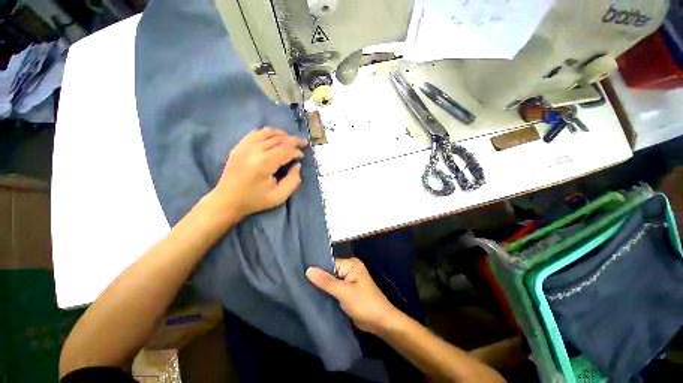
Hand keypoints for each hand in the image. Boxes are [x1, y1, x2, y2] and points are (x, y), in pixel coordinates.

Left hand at [209, 127, 307, 220]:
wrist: (227, 201)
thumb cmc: (255, 200)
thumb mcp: (280, 196)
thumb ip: (293, 180)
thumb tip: (297, 165)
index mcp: (264, 163)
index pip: (286, 149)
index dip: (297, 150)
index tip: (303, 156)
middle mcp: (254, 150)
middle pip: (278, 138)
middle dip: (293, 140)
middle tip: (302, 144)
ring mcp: (244, 146)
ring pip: (267, 132)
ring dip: (282, 134)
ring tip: (290, 139)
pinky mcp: (238, 147)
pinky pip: (255, 133)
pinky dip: (267, 133)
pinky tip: (273, 138)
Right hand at [306, 257, 401, 334]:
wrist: (380, 323)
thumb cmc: (365, 304)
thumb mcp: (345, 293)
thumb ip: (326, 282)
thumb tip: (308, 270)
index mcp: (351, 264)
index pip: (329, 262)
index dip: (317, 269)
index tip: (301, 273)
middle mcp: (349, 269)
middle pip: (329, 271)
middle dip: (317, 277)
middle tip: (299, 281)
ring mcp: (347, 280)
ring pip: (330, 280)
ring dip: (320, 286)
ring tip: (302, 288)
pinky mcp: (346, 291)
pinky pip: (332, 288)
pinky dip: (325, 292)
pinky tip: (313, 295)